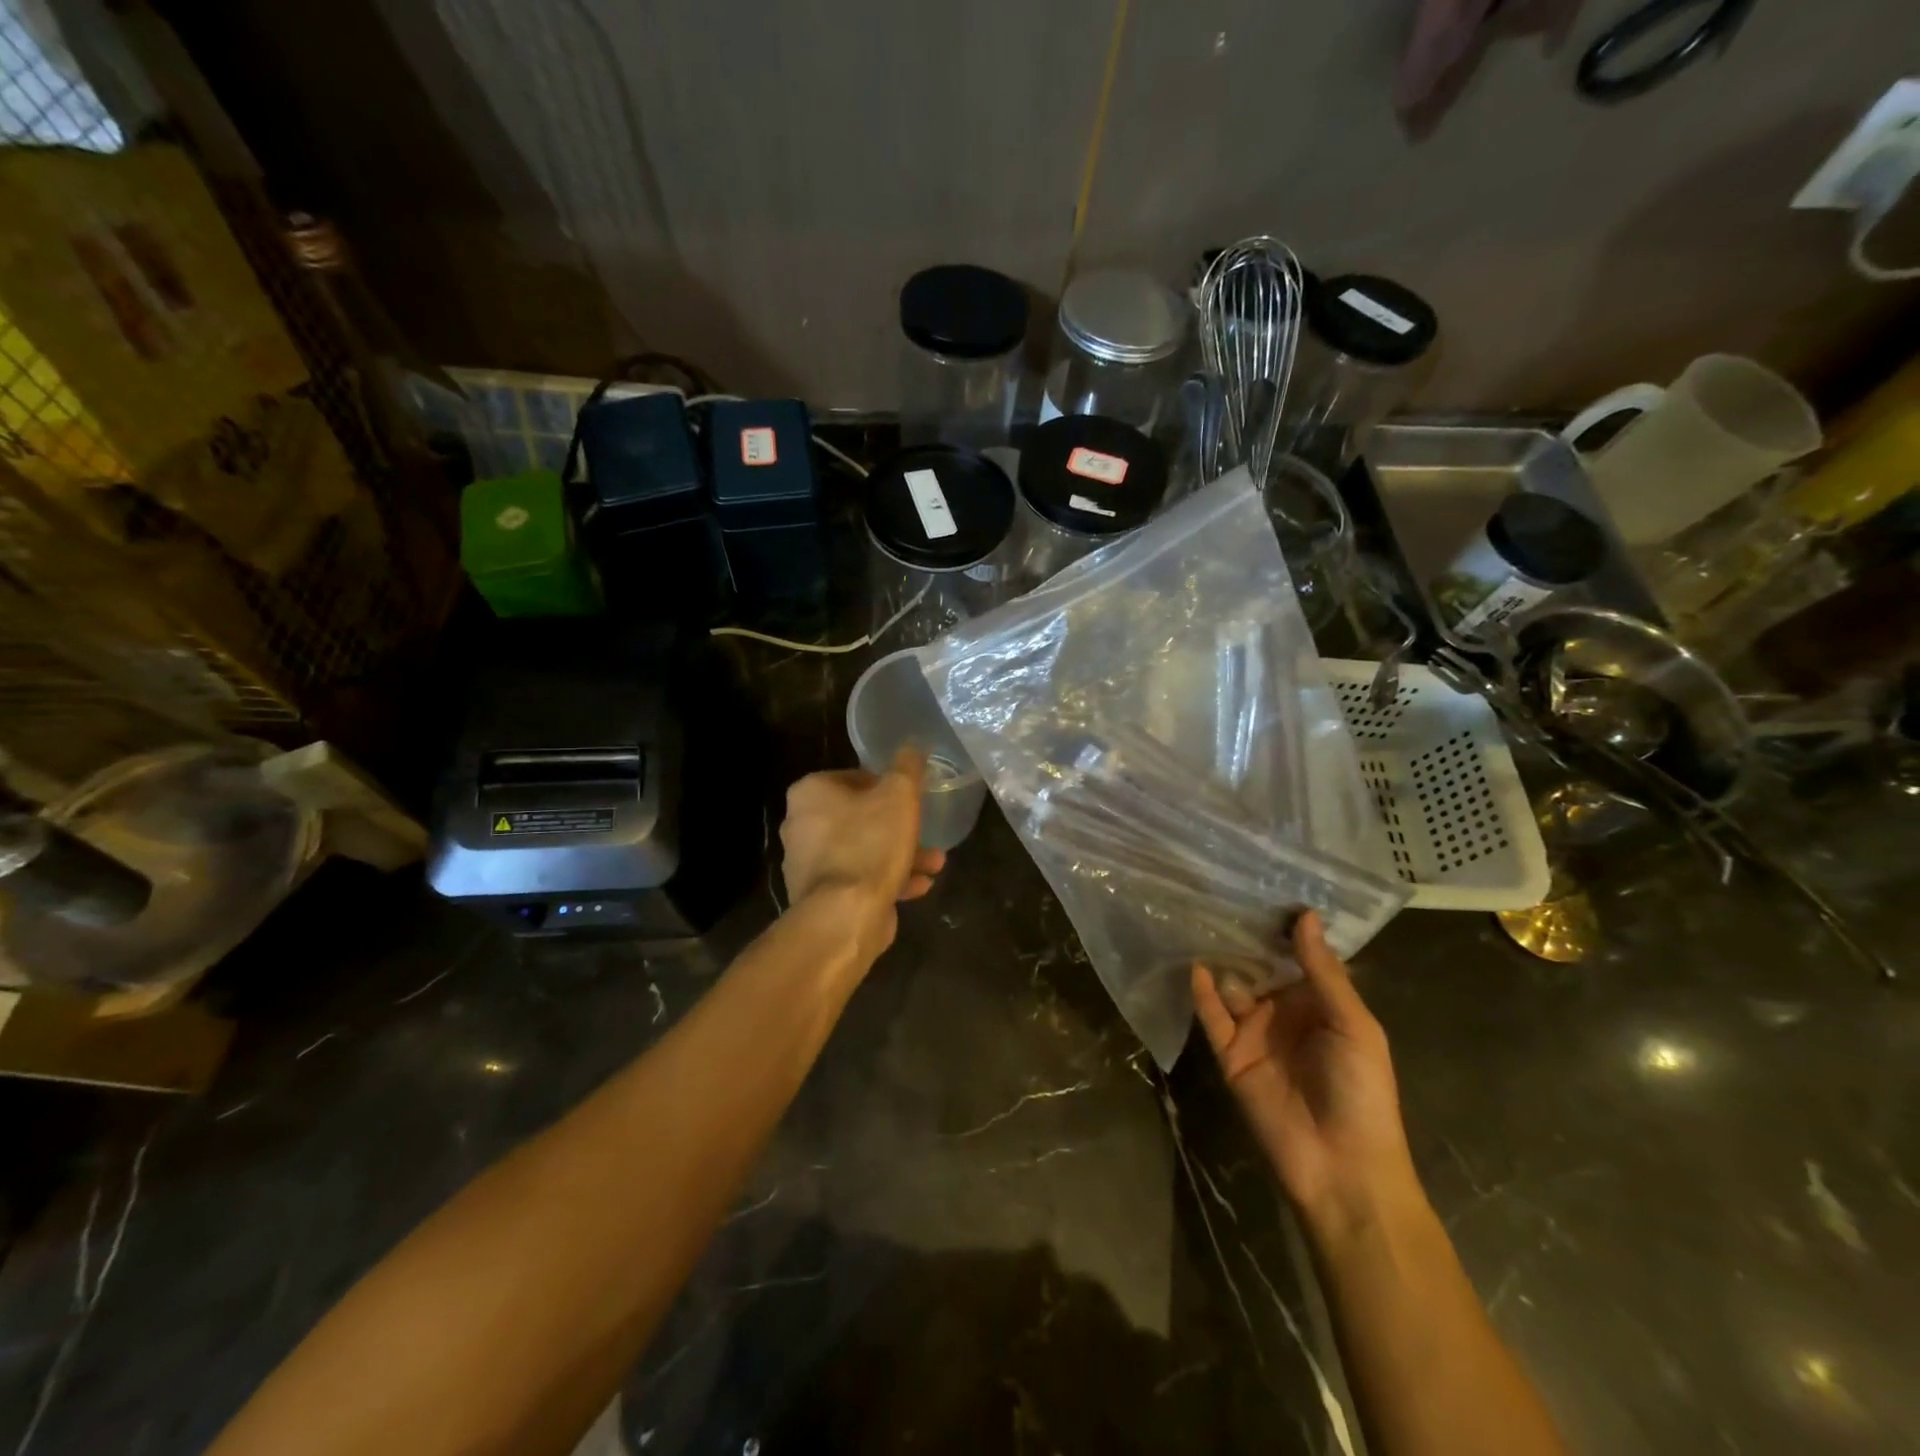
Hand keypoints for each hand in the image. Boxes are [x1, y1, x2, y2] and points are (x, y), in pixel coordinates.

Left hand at [780, 748, 946, 964]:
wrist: (845, 915)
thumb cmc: (870, 844)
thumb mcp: (899, 795)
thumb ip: (907, 767)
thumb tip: (912, 745)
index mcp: (810, 793)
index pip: (853, 777)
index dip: (885, 786)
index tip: (909, 799)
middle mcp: (800, 826)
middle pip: (858, 817)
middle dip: (897, 826)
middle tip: (924, 830)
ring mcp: (808, 865)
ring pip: (862, 851)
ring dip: (900, 855)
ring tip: (935, 863)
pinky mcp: (820, 898)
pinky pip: (859, 880)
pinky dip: (888, 880)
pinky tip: (920, 887)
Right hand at [1192, 912, 1419, 1235]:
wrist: (1341, 1166)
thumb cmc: (1361, 1091)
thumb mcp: (1353, 1026)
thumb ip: (1324, 973)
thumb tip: (1305, 916)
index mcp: (1320, 1004)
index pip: (1297, 957)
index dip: (1283, 928)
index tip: (1264, 888)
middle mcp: (1284, 1012)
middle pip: (1260, 967)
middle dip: (1245, 938)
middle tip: (1220, 895)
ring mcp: (1255, 1033)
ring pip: (1233, 986)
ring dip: (1221, 960)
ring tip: (1200, 922)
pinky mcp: (1230, 1055)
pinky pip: (1212, 1018)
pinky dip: (1203, 993)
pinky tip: (1196, 967)